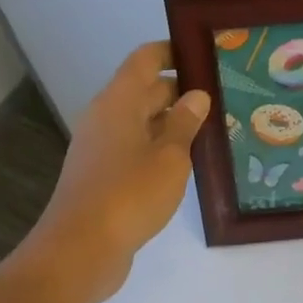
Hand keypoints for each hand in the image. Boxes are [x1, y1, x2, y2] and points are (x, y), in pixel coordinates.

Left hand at [37, 42, 208, 300]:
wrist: (80, 251)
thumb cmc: (129, 194)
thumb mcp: (169, 156)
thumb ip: (185, 123)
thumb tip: (196, 95)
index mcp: (118, 102)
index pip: (145, 59)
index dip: (172, 51)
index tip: (204, 53)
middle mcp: (106, 118)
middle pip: (144, 90)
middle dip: (181, 89)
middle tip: (222, 93)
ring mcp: (101, 148)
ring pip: (141, 121)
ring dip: (173, 121)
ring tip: (214, 125)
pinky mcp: (102, 176)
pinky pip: (135, 147)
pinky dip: (160, 146)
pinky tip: (189, 160)